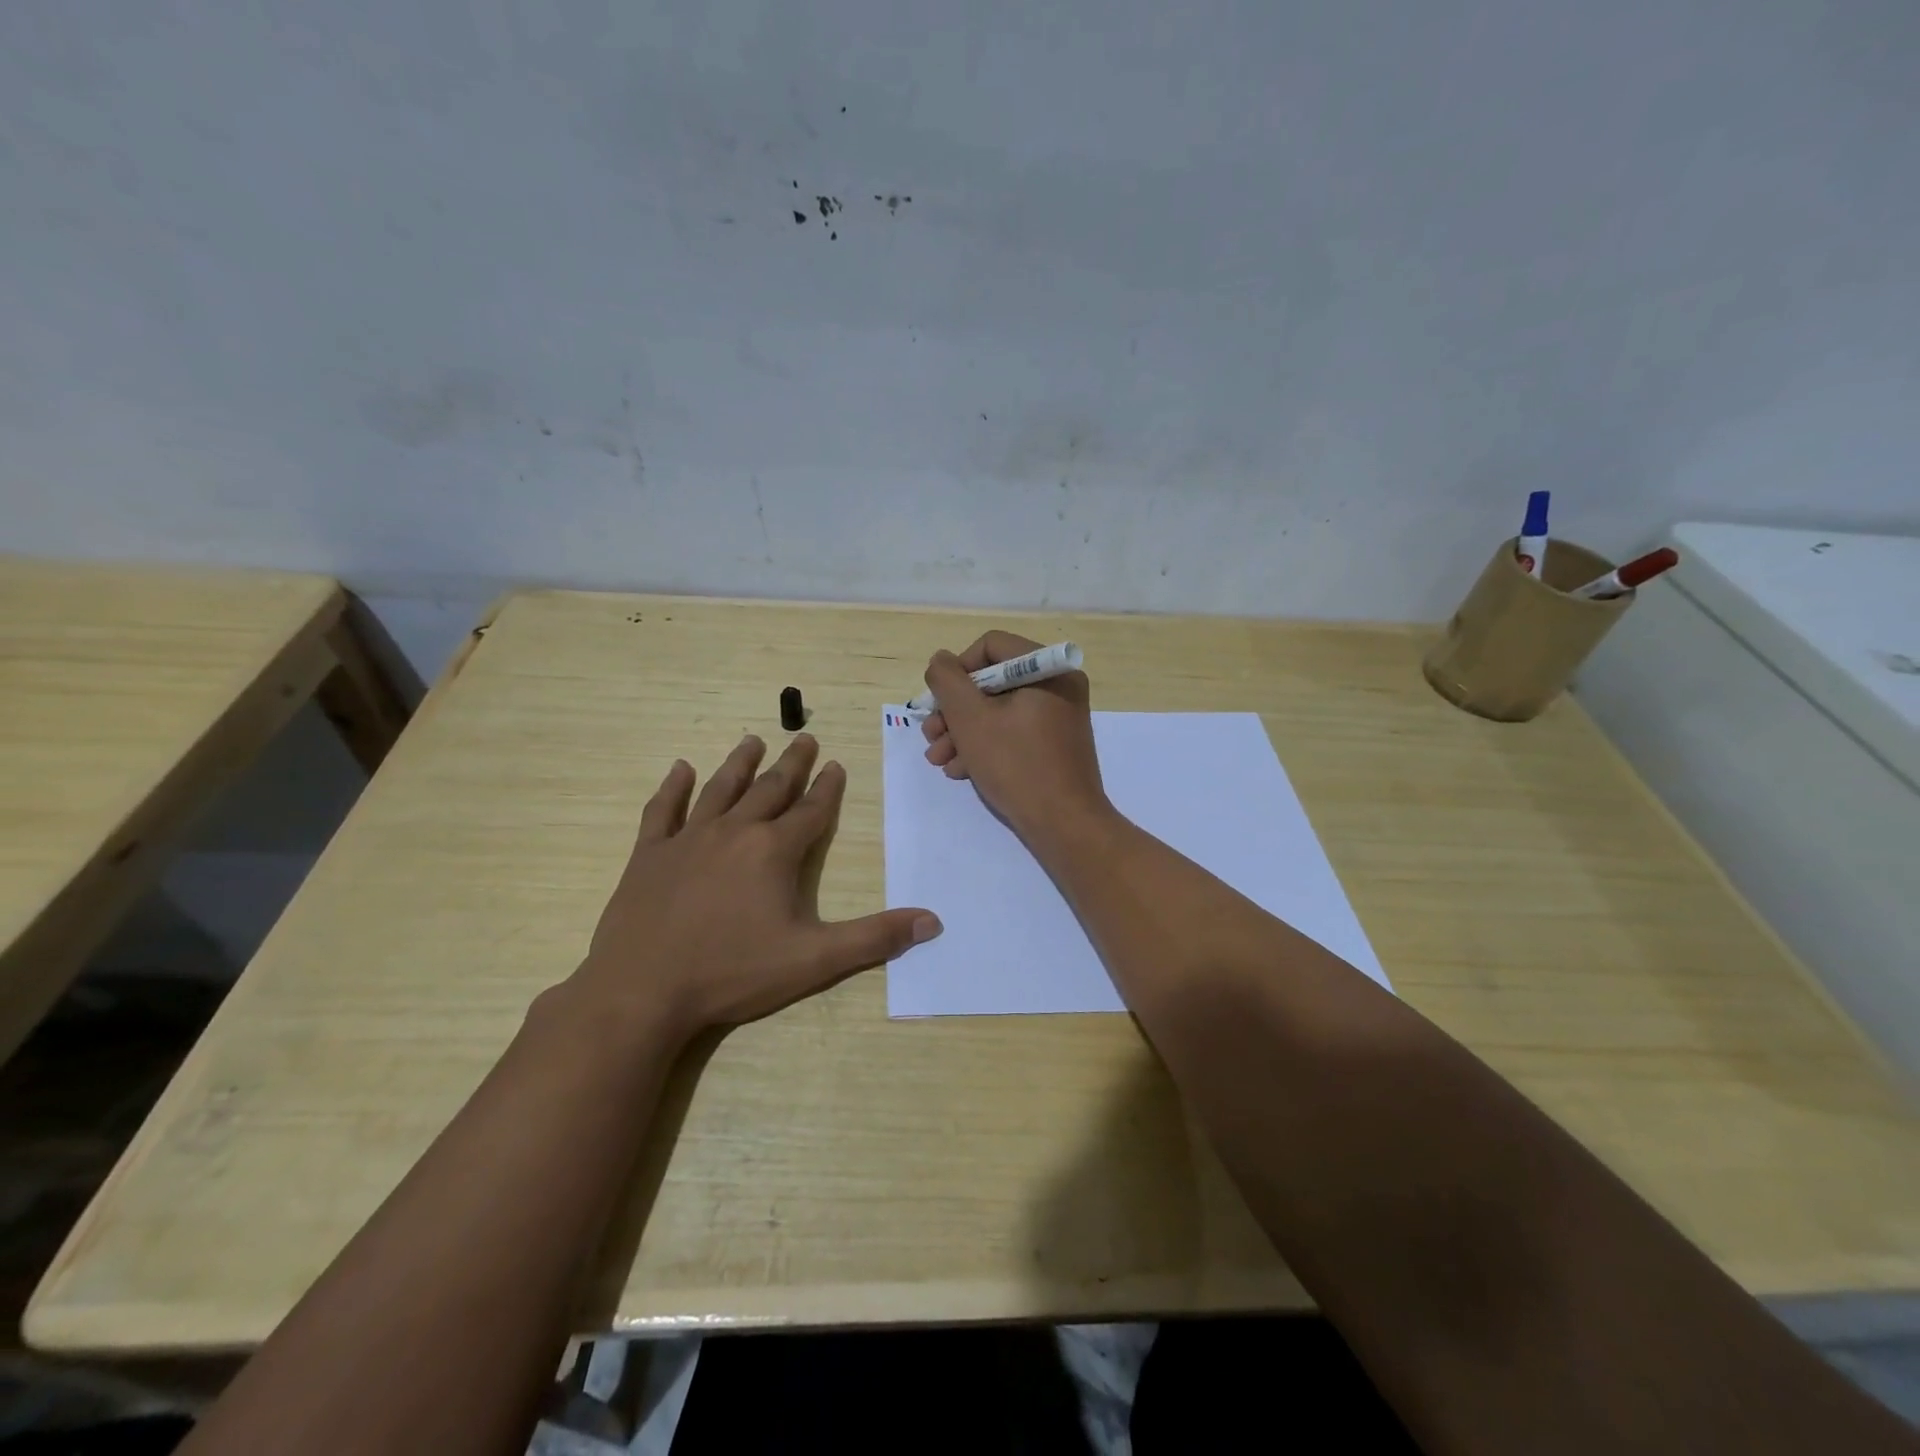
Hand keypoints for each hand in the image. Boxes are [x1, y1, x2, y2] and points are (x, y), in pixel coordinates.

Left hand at [574, 734, 940, 1040]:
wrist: (642, 992)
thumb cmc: (732, 973)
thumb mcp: (813, 960)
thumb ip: (874, 938)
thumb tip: (932, 922)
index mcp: (774, 851)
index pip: (811, 811)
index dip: (827, 788)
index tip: (836, 764)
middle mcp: (734, 832)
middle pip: (769, 789)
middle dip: (791, 764)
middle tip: (803, 738)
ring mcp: (687, 840)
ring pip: (719, 789)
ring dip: (739, 764)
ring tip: (753, 739)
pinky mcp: (648, 855)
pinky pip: (662, 811)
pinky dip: (672, 788)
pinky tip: (679, 769)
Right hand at [920, 631, 1110, 843]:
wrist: (1064, 824)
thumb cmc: (1016, 765)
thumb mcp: (970, 718)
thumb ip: (948, 681)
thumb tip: (940, 661)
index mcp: (1047, 669)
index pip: (991, 646)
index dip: (957, 670)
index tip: (938, 701)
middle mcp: (1058, 686)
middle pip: (992, 682)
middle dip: (954, 710)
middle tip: (931, 736)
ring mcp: (1058, 717)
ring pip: (998, 711)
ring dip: (962, 732)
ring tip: (939, 760)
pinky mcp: (1054, 745)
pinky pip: (1013, 733)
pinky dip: (985, 746)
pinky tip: (960, 770)